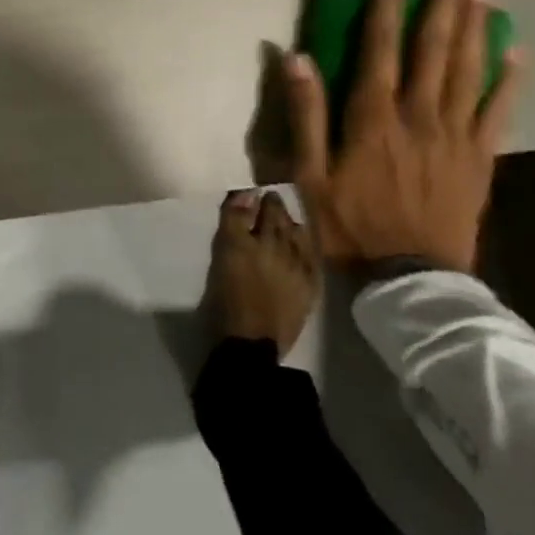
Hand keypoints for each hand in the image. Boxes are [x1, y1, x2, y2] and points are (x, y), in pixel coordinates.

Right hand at [205, 190, 321, 356]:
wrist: (252, 342)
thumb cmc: (228, 298)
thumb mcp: (223, 253)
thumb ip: (233, 220)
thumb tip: (246, 193)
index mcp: (247, 238)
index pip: (250, 206)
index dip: (252, 198)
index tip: (253, 193)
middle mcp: (276, 245)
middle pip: (276, 216)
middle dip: (274, 206)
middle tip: (270, 200)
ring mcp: (297, 264)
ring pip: (295, 232)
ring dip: (289, 222)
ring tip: (285, 220)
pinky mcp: (310, 284)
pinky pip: (311, 255)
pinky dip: (306, 244)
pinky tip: (302, 242)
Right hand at [287, 0, 523, 273]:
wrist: (410, 280)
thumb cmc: (350, 222)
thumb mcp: (309, 171)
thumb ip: (306, 112)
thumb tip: (296, 57)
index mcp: (374, 115)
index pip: (381, 45)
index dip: (388, 2)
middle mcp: (420, 114)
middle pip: (434, 47)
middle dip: (444, 1)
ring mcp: (457, 135)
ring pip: (469, 69)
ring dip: (476, 25)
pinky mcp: (482, 158)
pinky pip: (500, 111)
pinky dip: (511, 79)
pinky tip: (518, 50)